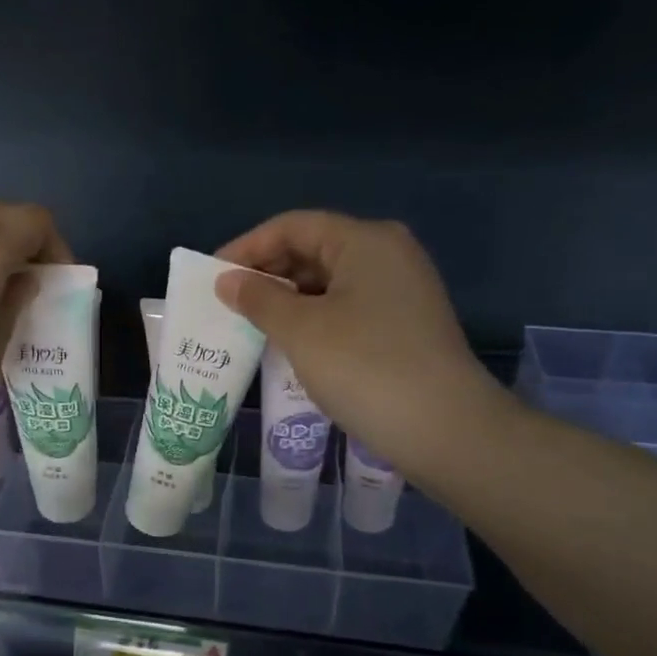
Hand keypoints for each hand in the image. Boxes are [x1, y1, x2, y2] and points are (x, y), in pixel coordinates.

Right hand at [215, 212, 510, 483]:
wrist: (444, 428)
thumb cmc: (365, 367)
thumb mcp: (301, 331)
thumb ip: (259, 299)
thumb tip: (227, 281)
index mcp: (365, 241)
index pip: (293, 226)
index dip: (247, 247)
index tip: (212, 276)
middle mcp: (388, 254)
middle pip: (314, 249)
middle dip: (268, 273)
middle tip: (228, 303)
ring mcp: (402, 290)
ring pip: (330, 282)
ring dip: (288, 299)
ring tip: (251, 324)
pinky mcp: (405, 324)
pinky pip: (348, 307)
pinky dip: (314, 318)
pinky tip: (290, 342)